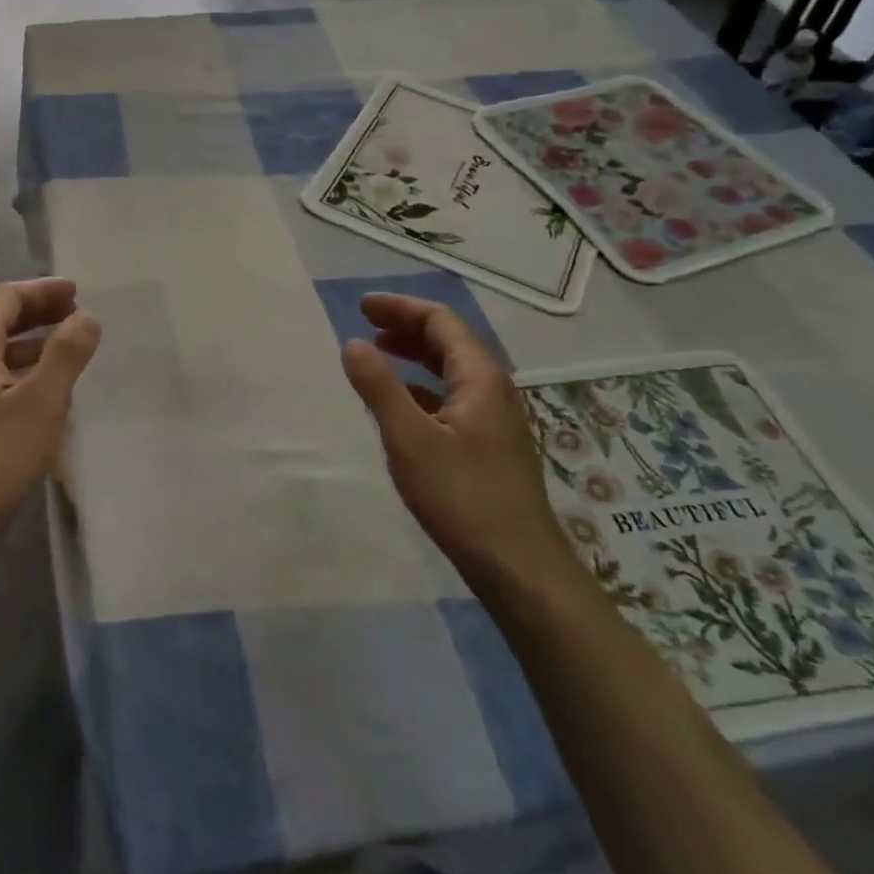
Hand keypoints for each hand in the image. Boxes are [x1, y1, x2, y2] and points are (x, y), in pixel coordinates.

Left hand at [0, 278, 101, 545]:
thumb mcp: (41, 402)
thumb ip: (66, 354)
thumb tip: (87, 316)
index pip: (8, 298)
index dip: (44, 291)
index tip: (78, 291)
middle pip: (0, 322)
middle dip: (40, 314)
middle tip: (78, 315)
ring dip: (34, 346)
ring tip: (70, 351)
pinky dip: (23, 374)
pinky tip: (46, 395)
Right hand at [341, 293, 581, 598]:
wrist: (520, 566)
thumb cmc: (463, 497)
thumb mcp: (410, 439)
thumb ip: (380, 388)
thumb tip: (353, 343)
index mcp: (479, 378)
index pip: (441, 321)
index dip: (401, 308)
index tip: (361, 307)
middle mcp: (493, 390)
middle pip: (449, 341)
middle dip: (406, 326)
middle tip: (365, 324)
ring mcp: (495, 419)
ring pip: (451, 370)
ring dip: (414, 355)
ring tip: (378, 354)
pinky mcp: (490, 445)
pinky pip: (452, 397)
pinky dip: (422, 387)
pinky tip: (401, 403)